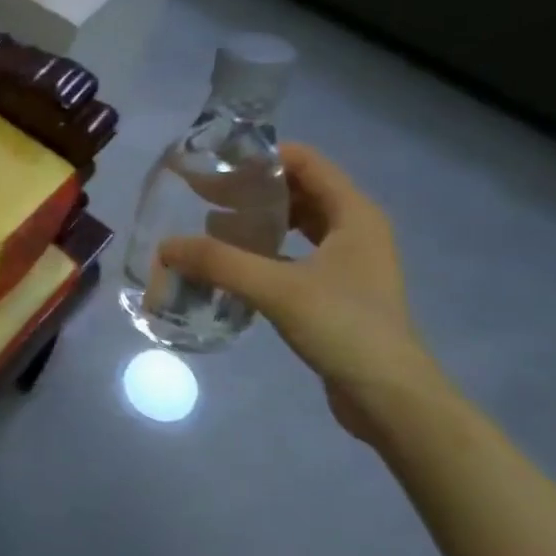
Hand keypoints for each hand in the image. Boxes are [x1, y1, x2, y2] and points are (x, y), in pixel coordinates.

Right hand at [158, 144, 441, 445]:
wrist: (390, 398)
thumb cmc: (344, 328)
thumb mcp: (276, 288)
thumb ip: (218, 263)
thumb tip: (165, 246)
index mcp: (354, 214)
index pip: (306, 161)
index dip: (261, 157)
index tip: (217, 163)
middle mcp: (356, 230)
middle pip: (298, 191)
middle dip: (252, 190)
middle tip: (204, 195)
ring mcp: (349, 263)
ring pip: (297, 225)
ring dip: (258, 222)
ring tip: (211, 227)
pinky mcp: (338, 291)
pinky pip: (296, 255)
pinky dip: (265, 252)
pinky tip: (234, 265)